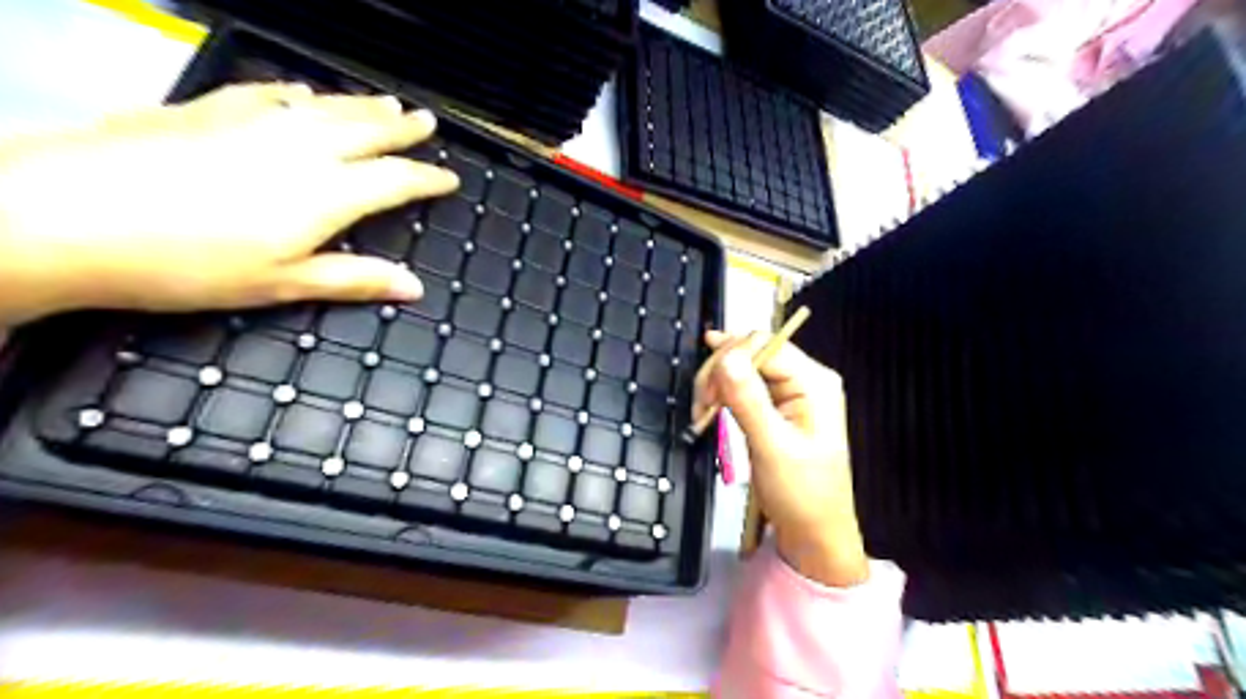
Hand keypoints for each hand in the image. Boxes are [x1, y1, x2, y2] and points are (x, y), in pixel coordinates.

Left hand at [0, 81, 461, 327]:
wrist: (66, 214)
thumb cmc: (190, 263)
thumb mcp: (282, 284)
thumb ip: (353, 279)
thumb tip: (414, 287)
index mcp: (326, 193)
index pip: (395, 179)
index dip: (428, 178)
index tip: (449, 179)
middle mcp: (301, 148)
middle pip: (366, 130)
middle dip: (402, 127)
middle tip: (427, 121)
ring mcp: (253, 121)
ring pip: (325, 107)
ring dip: (361, 105)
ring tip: (387, 102)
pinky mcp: (208, 109)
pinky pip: (269, 93)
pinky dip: (297, 94)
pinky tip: (302, 92)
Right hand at [691, 331, 868, 587]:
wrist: (814, 534)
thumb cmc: (801, 494)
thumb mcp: (772, 447)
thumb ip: (748, 400)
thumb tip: (725, 354)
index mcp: (814, 382)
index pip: (764, 345)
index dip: (729, 359)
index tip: (705, 393)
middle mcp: (804, 379)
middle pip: (751, 352)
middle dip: (720, 374)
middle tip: (701, 409)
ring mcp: (790, 393)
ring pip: (742, 368)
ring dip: (717, 386)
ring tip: (703, 415)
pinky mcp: (776, 407)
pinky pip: (743, 387)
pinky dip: (723, 397)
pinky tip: (711, 412)